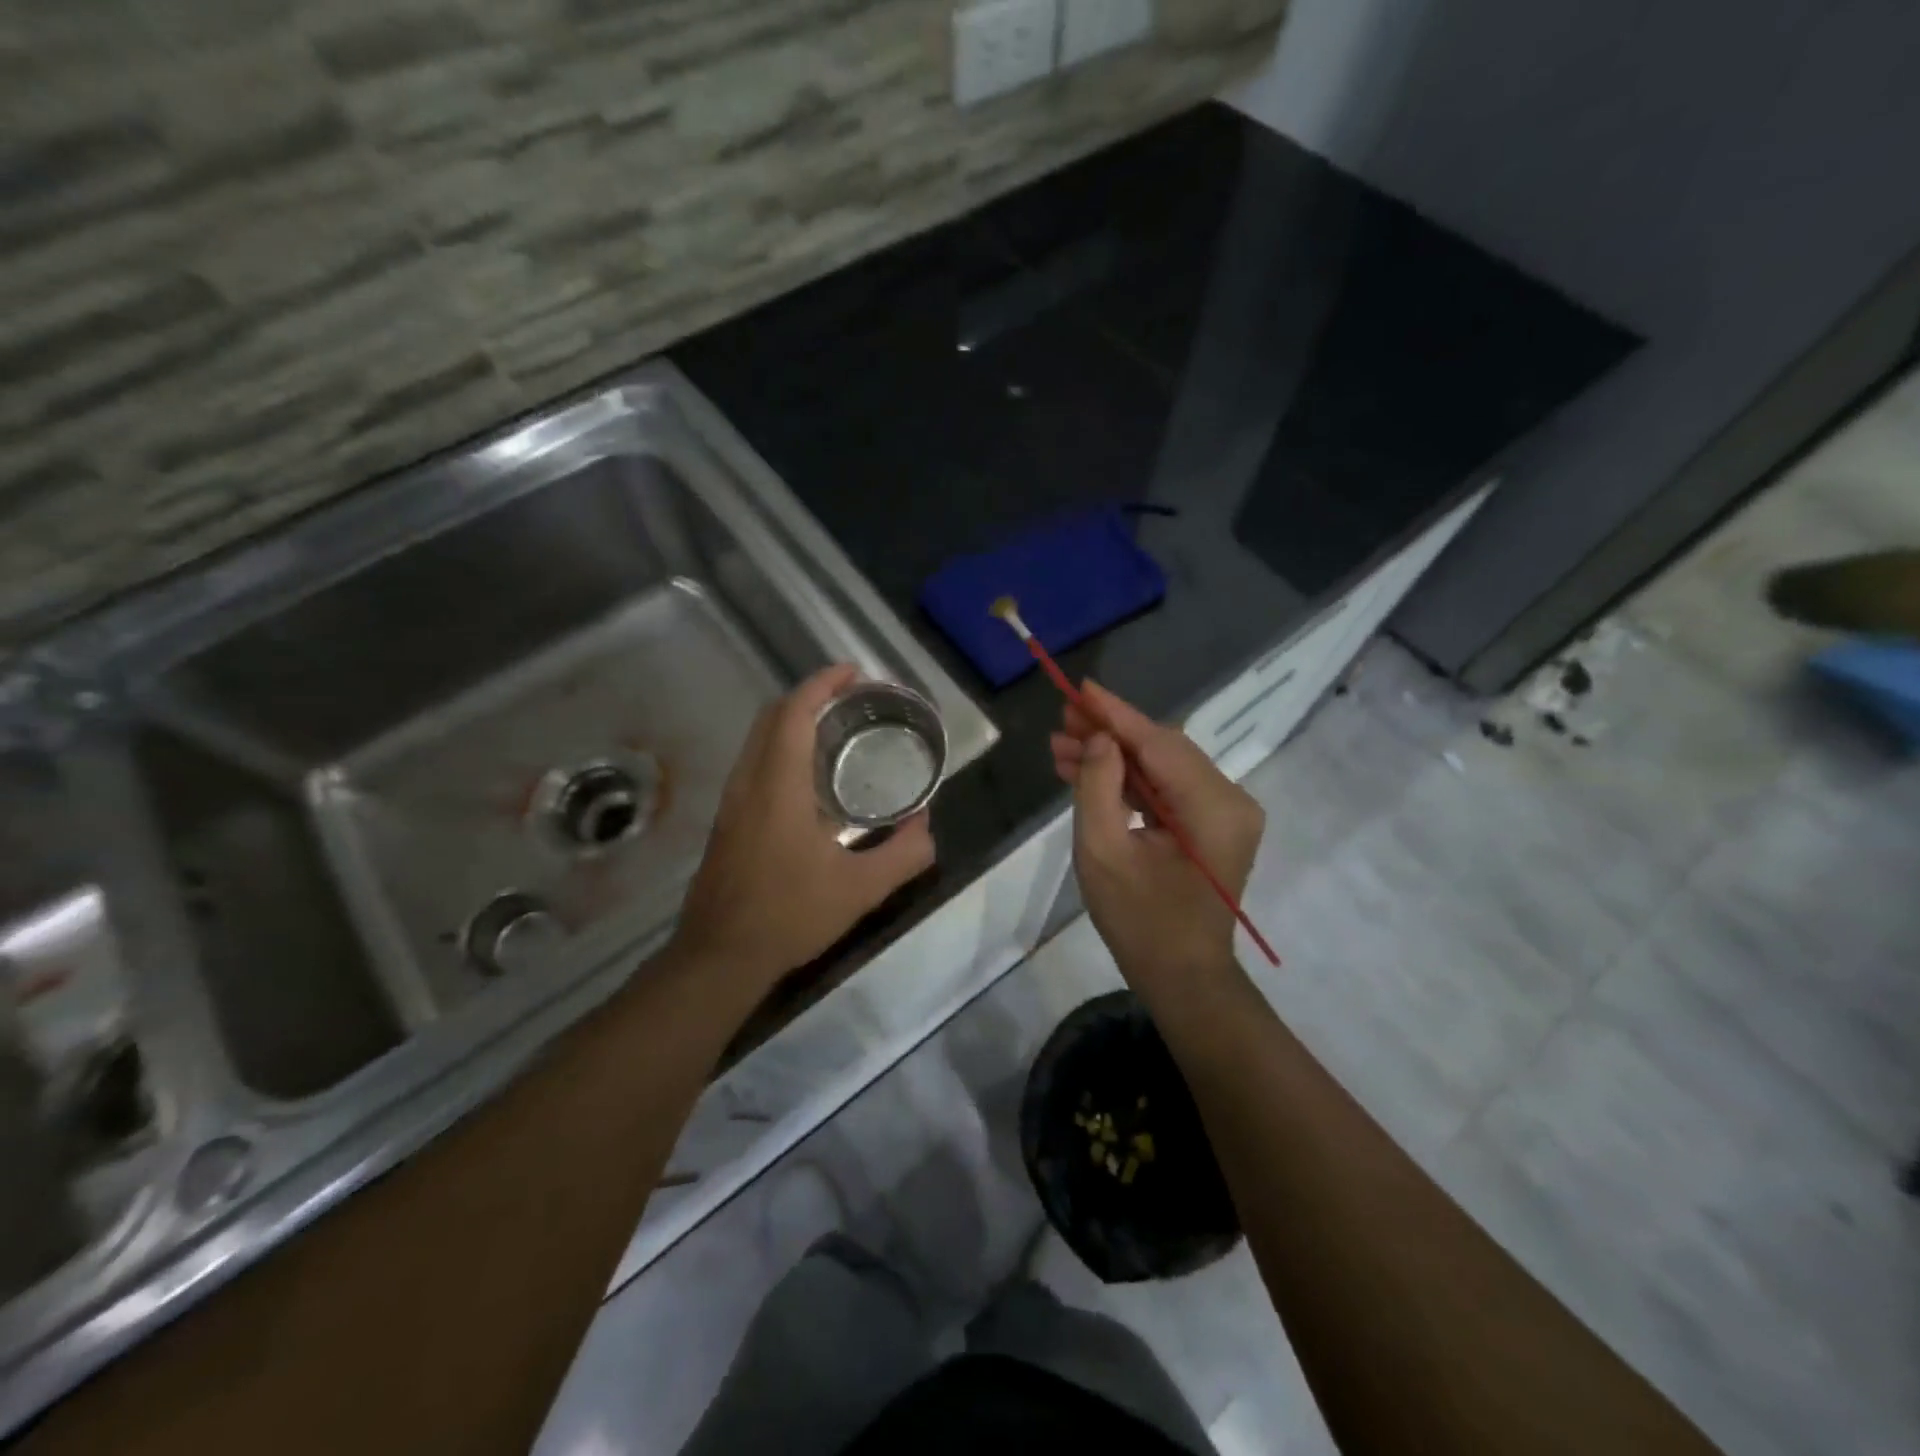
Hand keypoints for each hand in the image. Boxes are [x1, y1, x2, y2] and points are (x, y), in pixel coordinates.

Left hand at [673, 665, 935, 990]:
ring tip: (836, 731)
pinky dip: (782, 748)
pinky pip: (755, 763)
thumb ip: (903, 854)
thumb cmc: (789, 916)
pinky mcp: (727, 821)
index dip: (822, 684)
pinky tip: (811, 780)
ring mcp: (732, 802)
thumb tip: (927, 826)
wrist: (719, 957)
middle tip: (851, 698)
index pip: (793, 713)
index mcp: (777, 787)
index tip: (853, 672)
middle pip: (771, 716)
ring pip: (758, 740)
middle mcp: (748, 783)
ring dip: (793, 722)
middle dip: (809, 696)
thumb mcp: (860, 890)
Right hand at [1050, 681, 1263, 987]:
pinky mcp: (1212, 826)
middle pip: (1163, 749)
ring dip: (1114, 758)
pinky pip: (1166, 790)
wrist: (1182, 978)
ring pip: (1162, 767)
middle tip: (1061, 723)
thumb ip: (1098, 788)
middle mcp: (1230, 800)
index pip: (1159, 743)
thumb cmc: (1140, 922)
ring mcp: (1224, 813)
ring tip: (1062, 749)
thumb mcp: (1103, 853)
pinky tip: (1087, 773)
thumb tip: (1101, 738)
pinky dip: (1129, 781)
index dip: (1116, 714)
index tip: (1079, 688)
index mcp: (1214, 807)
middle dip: (1110, 734)